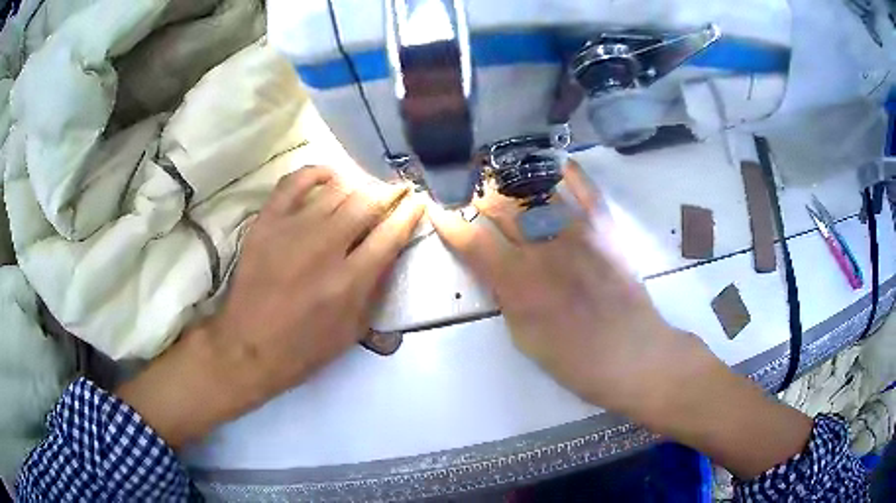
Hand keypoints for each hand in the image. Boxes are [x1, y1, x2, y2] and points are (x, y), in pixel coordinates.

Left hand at [118, 166, 423, 447]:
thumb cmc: (304, 348)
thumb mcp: (352, 330)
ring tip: (364, 191)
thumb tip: (390, 249)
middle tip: (397, 192)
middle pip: (367, 202)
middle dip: (390, 192)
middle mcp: (325, 247)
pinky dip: (317, 173)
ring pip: (337, 189)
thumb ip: (375, 288)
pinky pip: (295, 182)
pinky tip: (330, 177)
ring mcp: (292, 229)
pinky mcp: (267, 222)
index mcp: (350, 281)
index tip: (417, 201)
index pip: (391, 232)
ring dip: (359, 186)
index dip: (410, 212)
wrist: (248, 346)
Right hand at [430, 161, 701, 412]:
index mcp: (520, 284)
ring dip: (511, 176)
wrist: (633, 353)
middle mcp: (545, 249)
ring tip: (497, 168)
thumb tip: (489, 265)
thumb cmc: (575, 358)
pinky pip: (584, 187)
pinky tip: (549, 161)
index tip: (436, 206)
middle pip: (501, 205)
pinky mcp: (605, 227)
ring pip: (536, 190)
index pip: (472, 241)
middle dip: (477, 192)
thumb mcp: (524, 337)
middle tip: (467, 186)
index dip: (448, 221)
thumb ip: (503, 296)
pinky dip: (565, 170)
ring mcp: (578, 232)